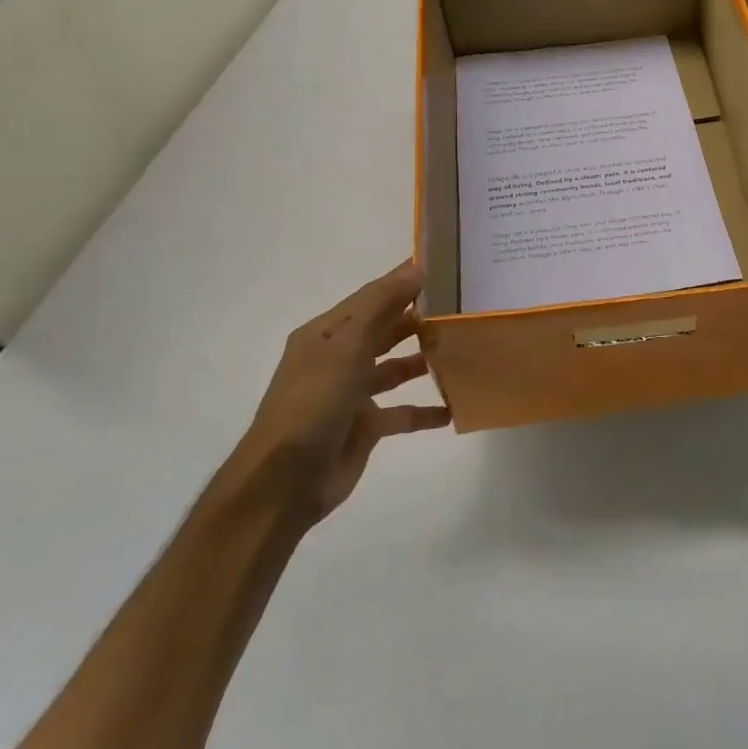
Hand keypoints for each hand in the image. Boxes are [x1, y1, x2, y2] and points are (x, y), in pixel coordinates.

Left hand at [232, 261, 449, 530]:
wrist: (285, 480)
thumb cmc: (314, 402)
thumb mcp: (347, 347)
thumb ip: (381, 306)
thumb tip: (415, 267)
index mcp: (327, 334)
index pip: (371, 297)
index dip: (402, 281)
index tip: (444, 268)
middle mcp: (338, 359)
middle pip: (384, 331)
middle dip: (418, 319)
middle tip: (461, 308)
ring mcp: (351, 393)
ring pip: (394, 369)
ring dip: (423, 360)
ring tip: (462, 351)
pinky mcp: (364, 426)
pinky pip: (401, 412)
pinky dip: (425, 410)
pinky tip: (453, 408)